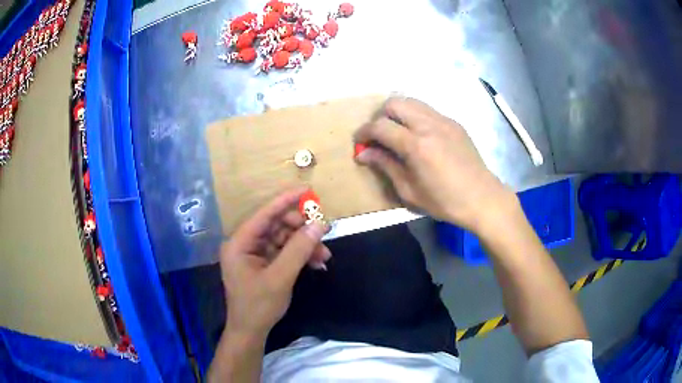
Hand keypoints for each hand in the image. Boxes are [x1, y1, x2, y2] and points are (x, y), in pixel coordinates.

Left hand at [219, 188, 329, 338]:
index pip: (264, 214)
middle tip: (322, 232)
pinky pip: (284, 252)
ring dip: (304, 245)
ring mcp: (254, 254)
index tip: (307, 190)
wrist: (251, 332)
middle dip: (300, 229)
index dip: (285, 201)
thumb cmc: (259, 306)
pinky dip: (300, 256)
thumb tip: (319, 224)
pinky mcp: (263, 264)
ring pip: (283, 239)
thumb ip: (299, 249)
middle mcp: (245, 244)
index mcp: (240, 242)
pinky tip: (316, 263)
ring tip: (324, 255)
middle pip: (276, 225)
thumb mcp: (280, 277)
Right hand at [355, 97, 515, 231]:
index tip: (359, 143)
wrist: (482, 198)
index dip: (364, 132)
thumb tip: (363, 153)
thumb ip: (385, 166)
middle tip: (378, 135)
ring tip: (395, 132)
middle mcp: (429, 125)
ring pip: (411, 101)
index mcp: (416, 145)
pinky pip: (427, 110)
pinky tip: (417, 136)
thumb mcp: (409, 191)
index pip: (381, 126)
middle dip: (380, 116)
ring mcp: (444, 120)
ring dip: (397, 113)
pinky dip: (414, 116)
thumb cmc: (445, 201)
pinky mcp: (454, 123)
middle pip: (395, 103)